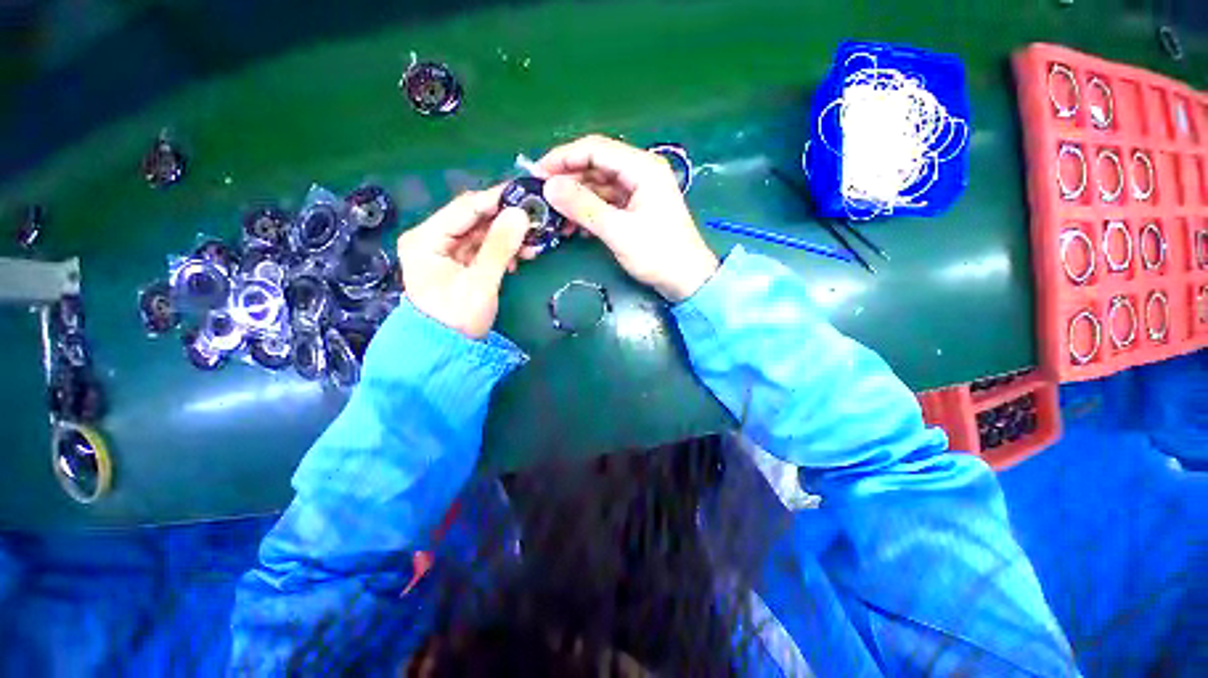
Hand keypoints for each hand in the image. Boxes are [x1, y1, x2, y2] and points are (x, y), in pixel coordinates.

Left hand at [397, 186, 528, 338]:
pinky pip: (485, 248)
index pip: (465, 208)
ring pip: (483, 233)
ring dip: (509, 237)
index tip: (527, 195)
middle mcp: (433, 238)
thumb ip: (500, 247)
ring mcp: (447, 251)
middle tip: (536, 221)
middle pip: (475, 219)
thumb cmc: (457, 317)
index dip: (496, 200)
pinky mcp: (460, 263)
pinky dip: (504, 250)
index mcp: (426, 238)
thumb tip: (521, 213)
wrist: (447, 350)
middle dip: (507, 221)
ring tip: (534, 242)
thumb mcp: (480, 282)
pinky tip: (522, 255)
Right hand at [536, 135, 718, 302]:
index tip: (537, 174)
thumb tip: (549, 187)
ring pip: (599, 186)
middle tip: (542, 199)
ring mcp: (639, 192)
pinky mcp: (636, 209)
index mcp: (642, 168)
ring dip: (577, 199)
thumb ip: (584, 207)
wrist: (686, 280)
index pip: (595, 149)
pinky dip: (590, 212)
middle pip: (596, 166)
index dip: (564, 158)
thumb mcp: (619, 231)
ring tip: (555, 218)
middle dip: (568, 181)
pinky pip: (607, 203)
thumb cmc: (658, 254)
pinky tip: (575, 226)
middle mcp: (640, 172)